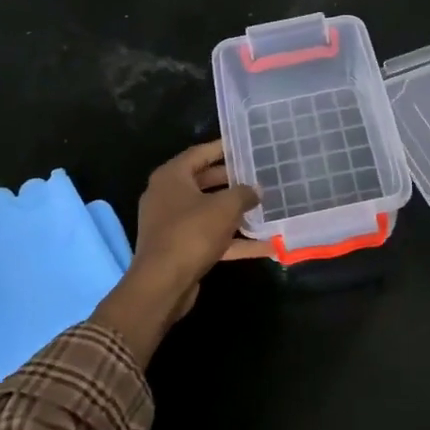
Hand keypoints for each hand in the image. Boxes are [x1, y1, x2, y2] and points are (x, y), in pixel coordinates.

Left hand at [94, 142, 270, 364]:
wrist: (163, 284)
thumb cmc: (191, 233)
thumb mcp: (224, 208)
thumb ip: (243, 193)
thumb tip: (256, 189)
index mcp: (171, 176)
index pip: (200, 153)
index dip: (223, 148)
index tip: (246, 145)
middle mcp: (167, 196)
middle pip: (205, 181)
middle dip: (233, 181)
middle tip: (260, 175)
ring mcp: (172, 224)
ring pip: (209, 211)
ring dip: (236, 212)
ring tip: (266, 207)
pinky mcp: (181, 248)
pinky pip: (211, 237)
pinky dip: (235, 241)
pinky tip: (266, 246)